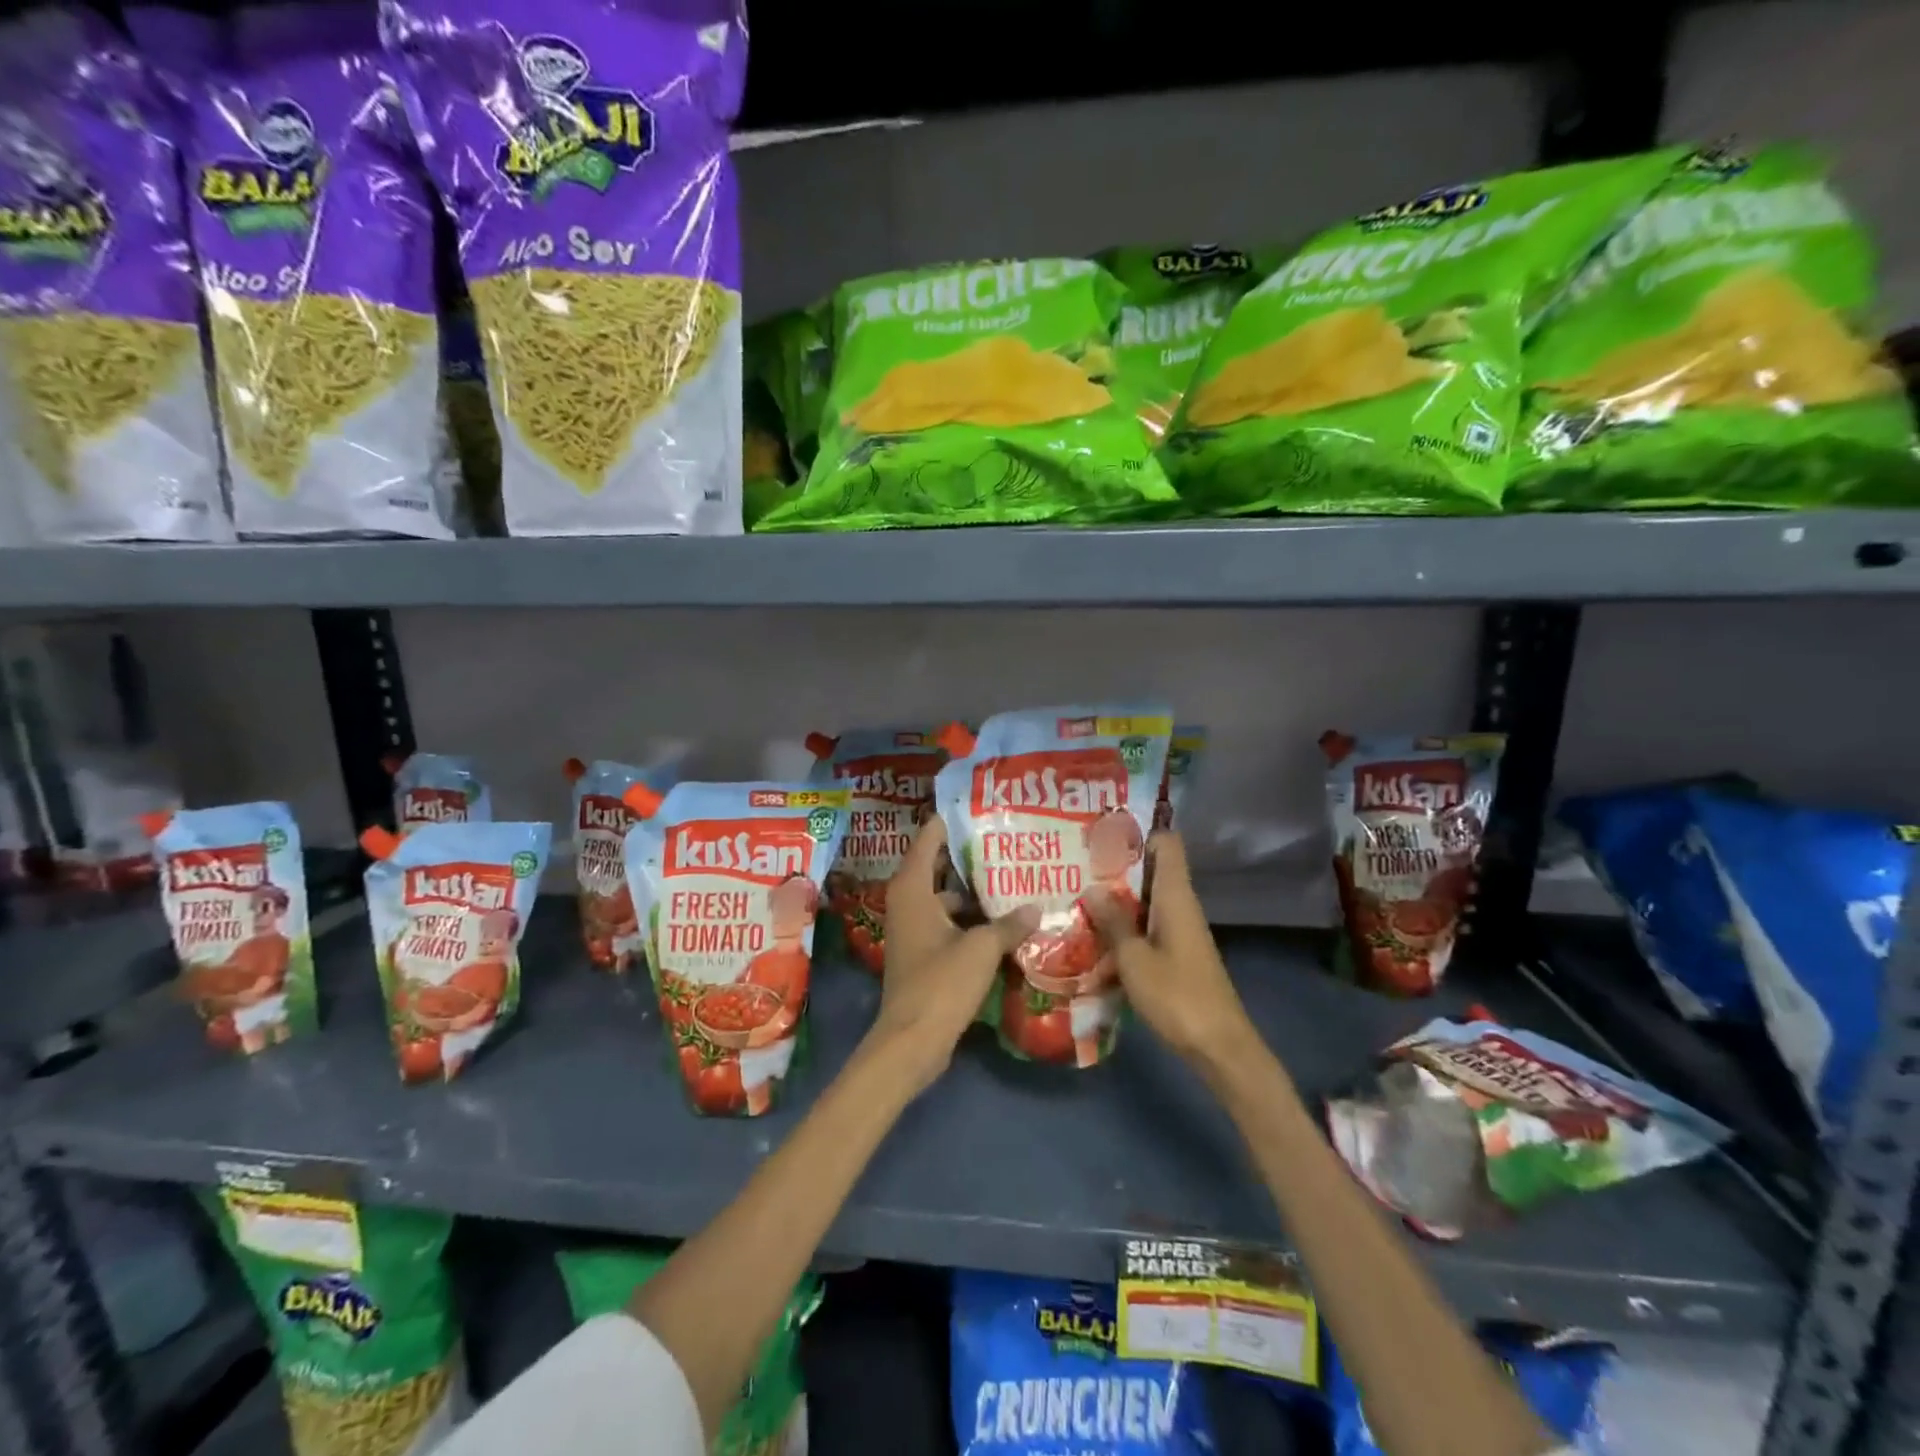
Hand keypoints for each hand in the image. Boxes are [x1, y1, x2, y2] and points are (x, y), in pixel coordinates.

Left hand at [870, 816, 1038, 1093]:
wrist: (911, 1041)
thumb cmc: (940, 984)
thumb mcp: (981, 949)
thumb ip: (1008, 924)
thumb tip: (1035, 907)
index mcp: (912, 889)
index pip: (929, 838)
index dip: (952, 821)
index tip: (981, 807)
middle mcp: (907, 901)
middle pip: (938, 865)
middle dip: (969, 855)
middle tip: (1006, 839)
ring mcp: (913, 928)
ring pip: (945, 896)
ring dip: (973, 890)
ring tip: (1012, 877)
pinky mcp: (922, 952)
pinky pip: (948, 921)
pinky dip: (970, 918)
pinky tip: (1002, 921)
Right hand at [1084, 831, 1255, 1067]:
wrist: (1219, 1047)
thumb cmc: (1177, 996)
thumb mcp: (1134, 958)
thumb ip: (1113, 921)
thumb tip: (1093, 887)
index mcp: (1175, 896)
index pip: (1166, 844)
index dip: (1138, 832)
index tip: (1102, 831)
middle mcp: (1180, 905)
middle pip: (1150, 870)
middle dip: (1115, 866)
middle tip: (1074, 863)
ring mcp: (1179, 931)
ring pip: (1145, 901)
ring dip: (1116, 899)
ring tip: (1075, 895)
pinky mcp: (1176, 954)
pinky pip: (1147, 926)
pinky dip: (1123, 926)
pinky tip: (1093, 936)